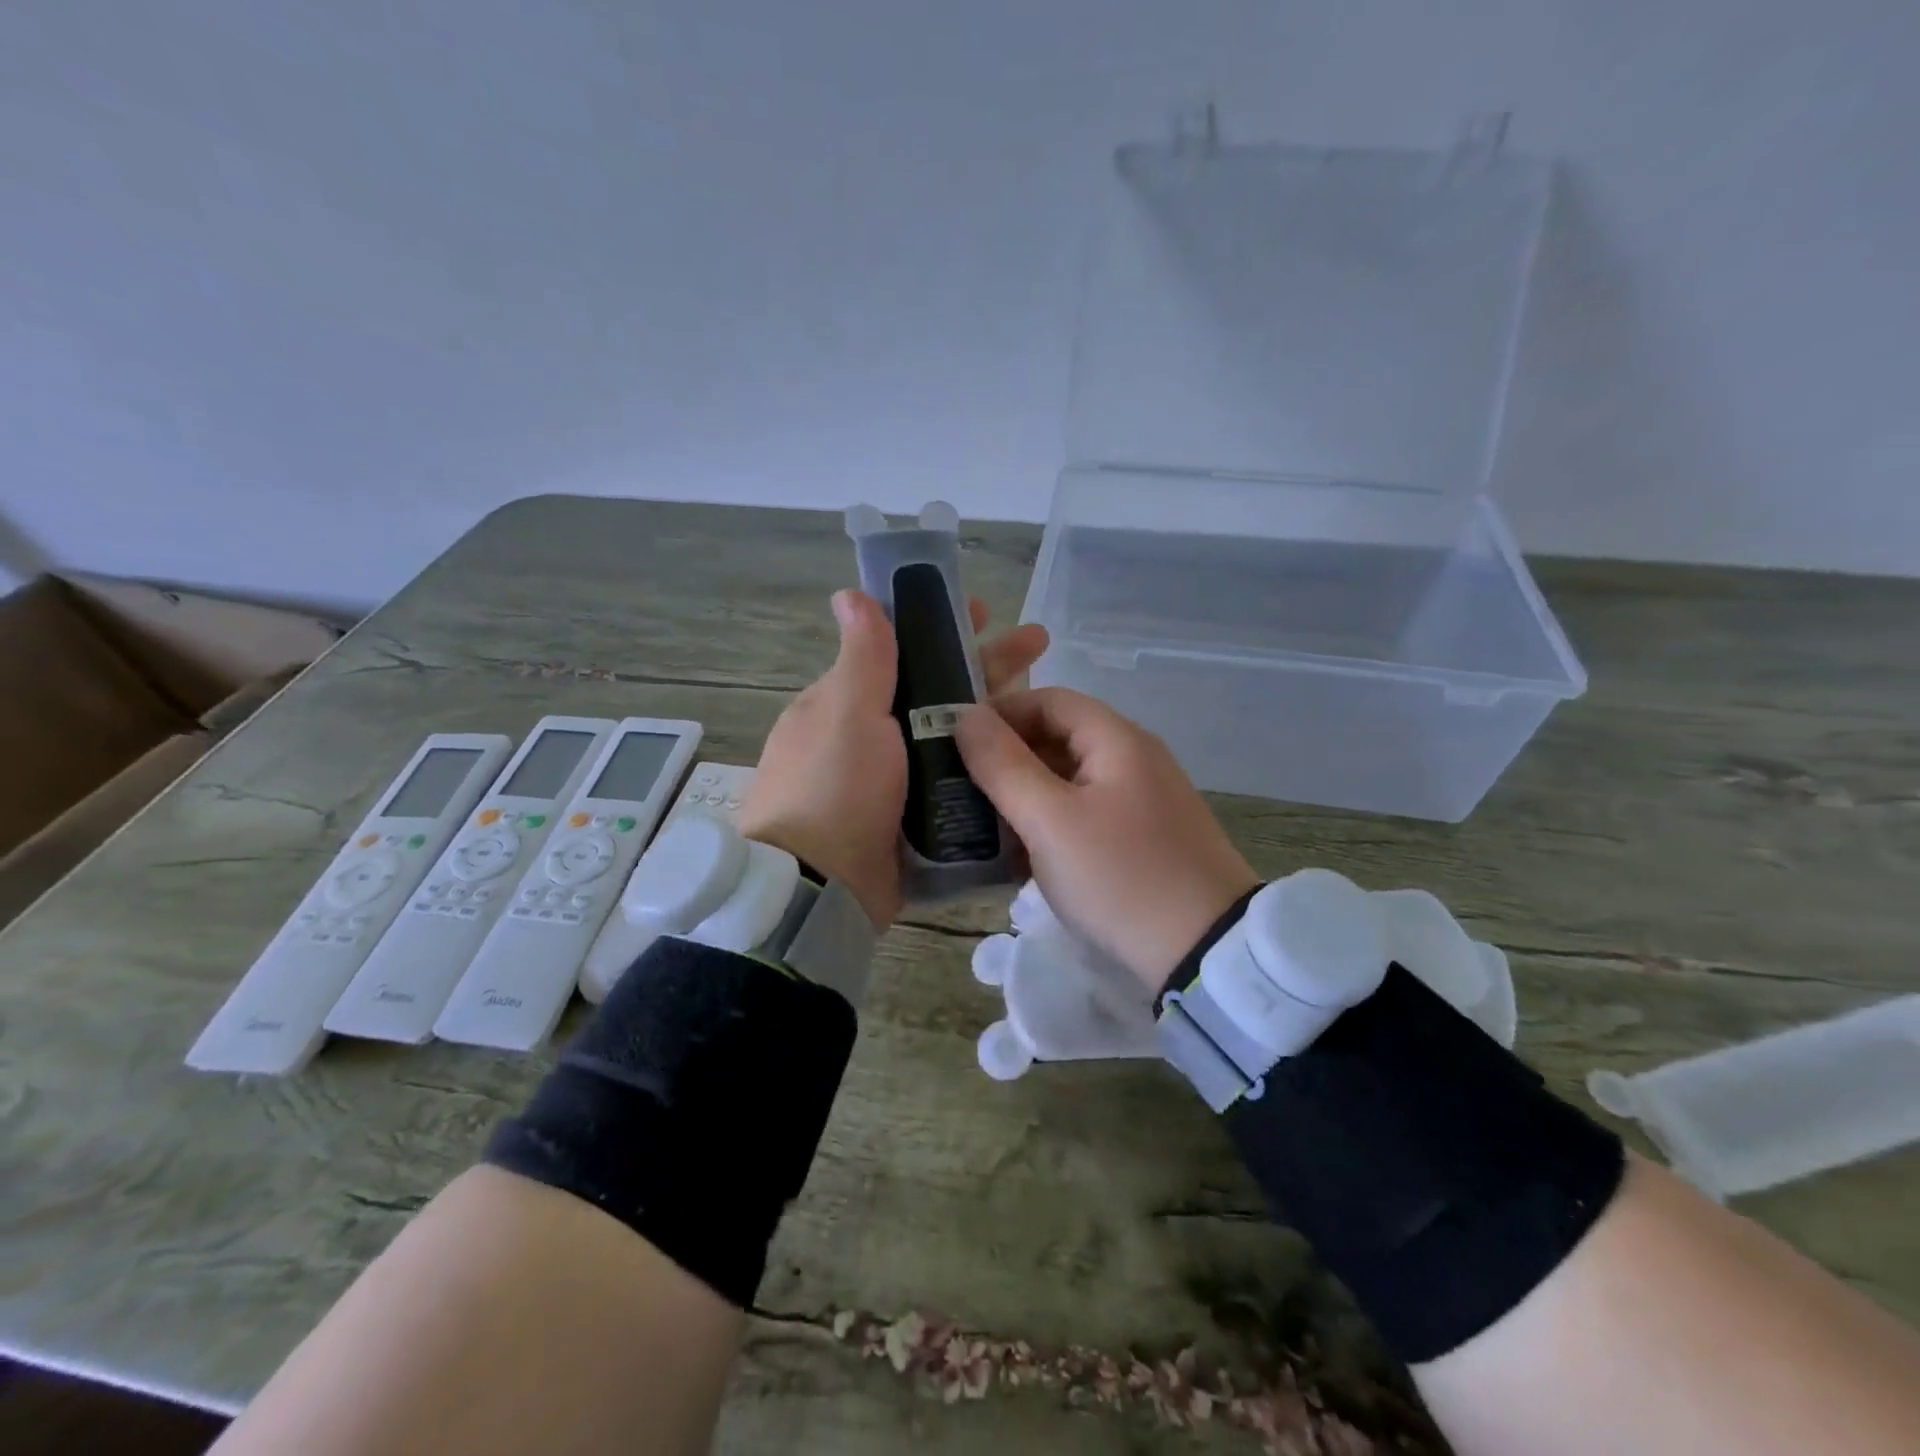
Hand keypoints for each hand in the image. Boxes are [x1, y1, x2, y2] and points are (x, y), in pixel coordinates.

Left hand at [738, 590, 1047, 927]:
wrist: (819, 890)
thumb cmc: (834, 787)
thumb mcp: (847, 712)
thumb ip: (862, 657)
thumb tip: (849, 594)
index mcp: (845, 705)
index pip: (901, 652)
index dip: (944, 628)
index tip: (988, 614)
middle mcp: (867, 739)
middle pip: (935, 692)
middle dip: (986, 666)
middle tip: (1040, 646)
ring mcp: (891, 784)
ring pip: (950, 738)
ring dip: (994, 718)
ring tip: (1049, 702)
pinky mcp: (911, 823)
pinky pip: (953, 784)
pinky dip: (984, 767)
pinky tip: (1027, 758)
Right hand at [955, 688, 1258, 991]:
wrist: (1206, 955)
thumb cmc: (1120, 877)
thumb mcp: (1050, 820)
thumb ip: (1004, 765)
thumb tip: (966, 716)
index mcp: (1117, 740)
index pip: (1049, 700)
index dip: (1000, 713)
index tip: (957, 743)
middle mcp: (1134, 760)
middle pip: (1059, 739)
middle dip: (1008, 760)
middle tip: (963, 791)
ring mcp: (1143, 802)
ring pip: (1069, 782)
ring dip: (1025, 798)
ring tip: (985, 829)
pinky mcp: (1144, 840)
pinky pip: (1086, 816)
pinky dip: (1051, 827)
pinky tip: (1023, 860)